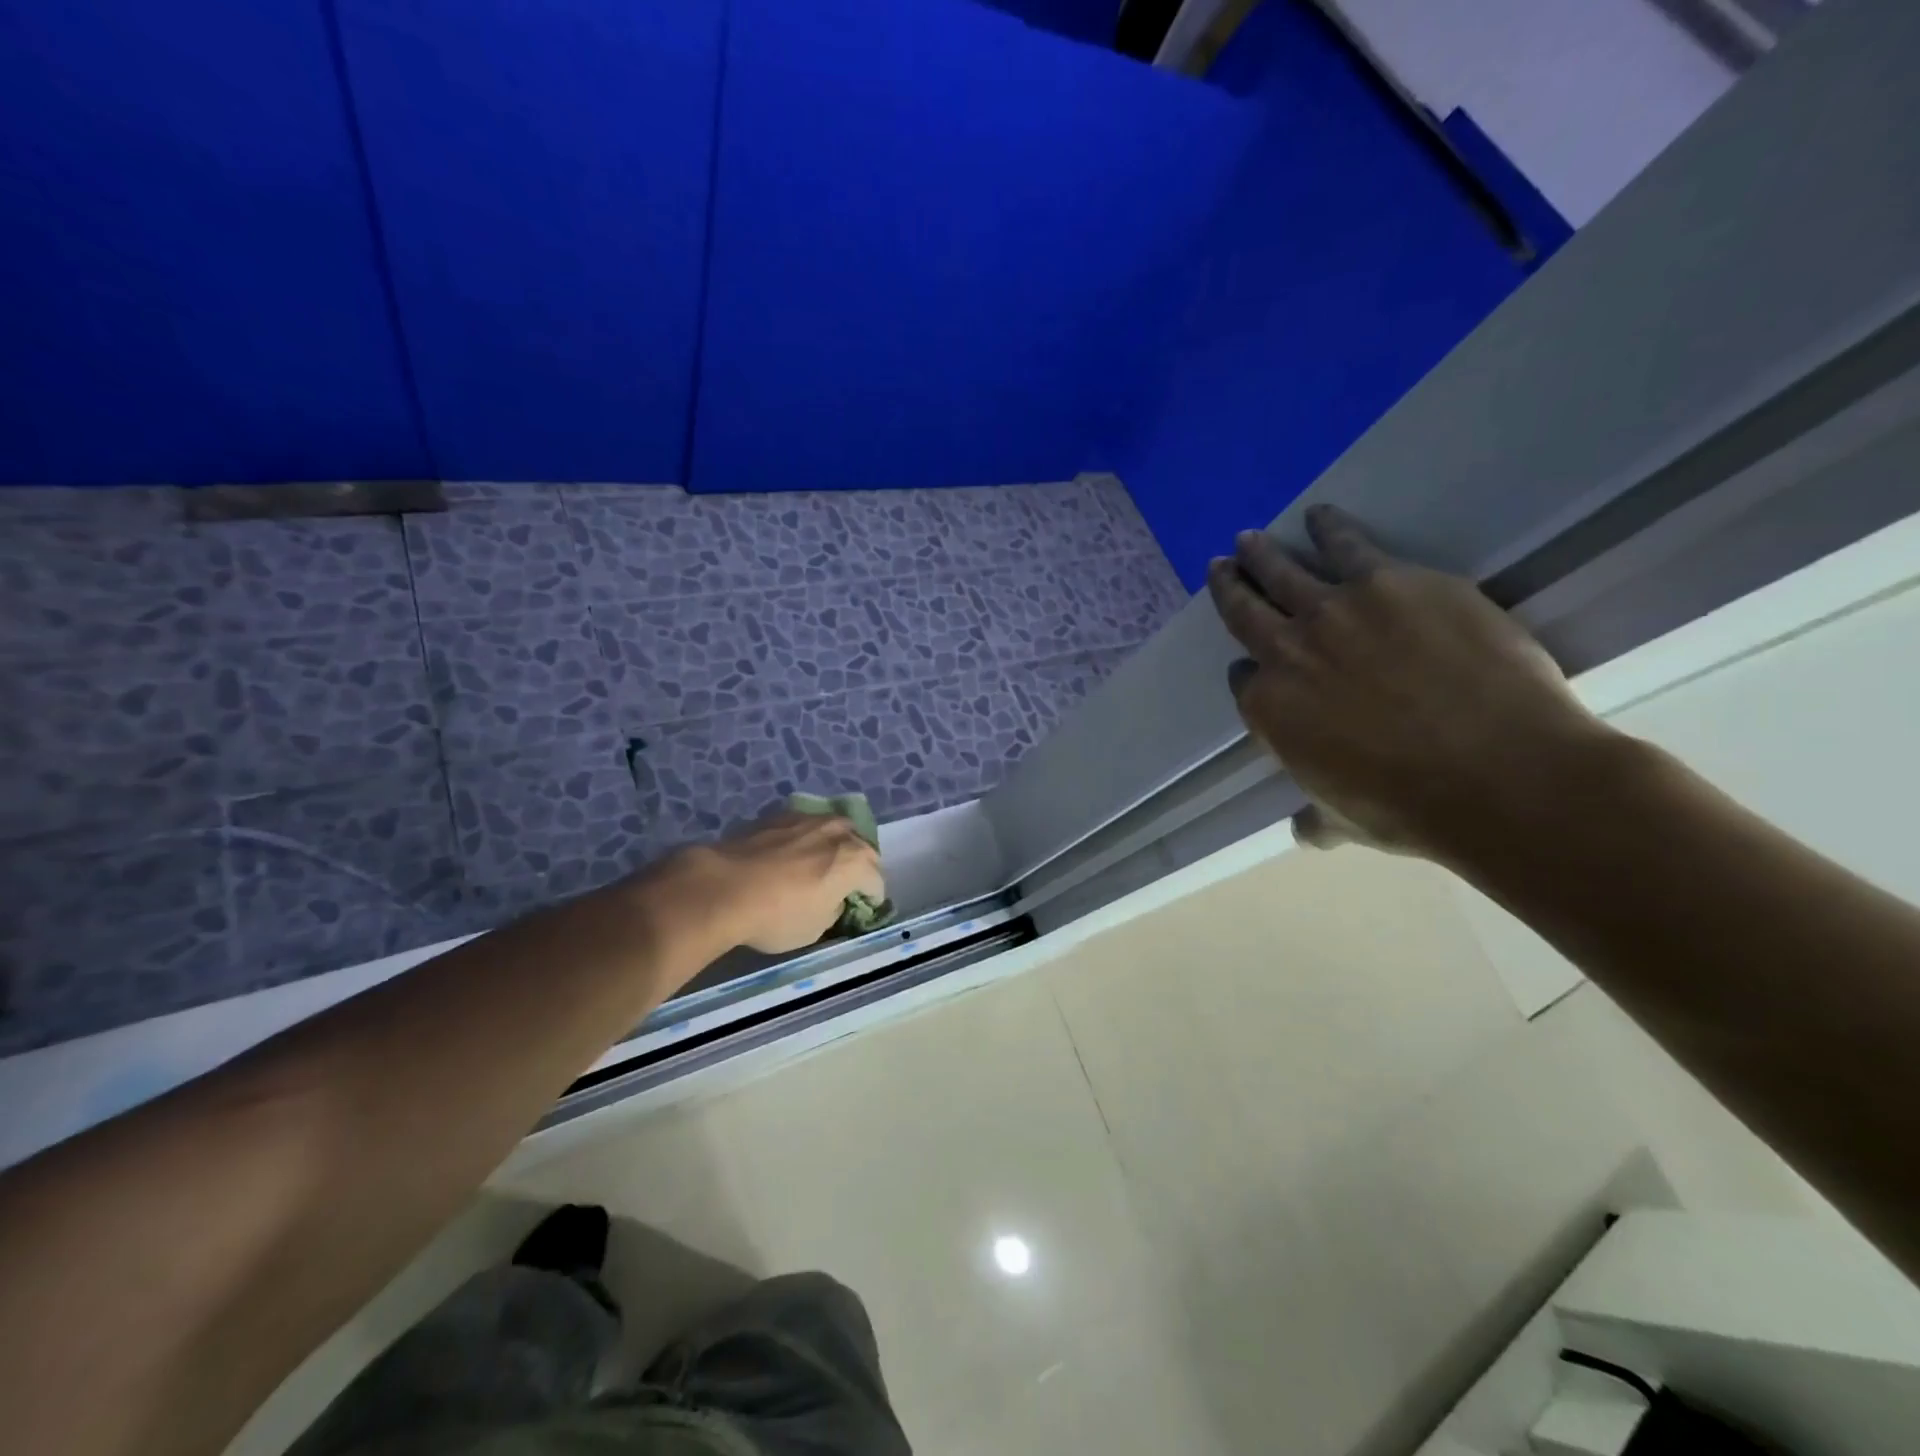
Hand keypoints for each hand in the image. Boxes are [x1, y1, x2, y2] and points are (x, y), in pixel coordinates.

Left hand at [668, 811, 885, 954]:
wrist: (723, 887)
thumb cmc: (777, 916)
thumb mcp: (815, 929)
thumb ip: (834, 908)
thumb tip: (832, 899)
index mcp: (856, 861)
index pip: (876, 882)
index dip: (871, 899)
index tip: (860, 911)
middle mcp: (839, 832)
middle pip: (861, 848)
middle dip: (858, 866)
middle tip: (843, 886)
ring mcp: (809, 818)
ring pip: (834, 830)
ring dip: (833, 846)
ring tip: (818, 864)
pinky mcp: (780, 814)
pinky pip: (804, 827)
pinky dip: (804, 839)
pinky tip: (788, 854)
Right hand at [1206, 505, 1610, 861]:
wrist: (1500, 774)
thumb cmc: (1411, 807)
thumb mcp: (1346, 822)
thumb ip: (1316, 818)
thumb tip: (1304, 832)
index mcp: (1270, 709)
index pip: (1244, 679)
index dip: (1249, 671)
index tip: (1253, 665)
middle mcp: (1288, 651)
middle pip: (1246, 610)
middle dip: (1229, 586)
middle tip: (1220, 566)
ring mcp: (1337, 610)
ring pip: (1284, 570)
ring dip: (1261, 554)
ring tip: (1250, 538)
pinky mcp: (1393, 581)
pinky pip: (1348, 545)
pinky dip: (1329, 528)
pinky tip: (1323, 516)